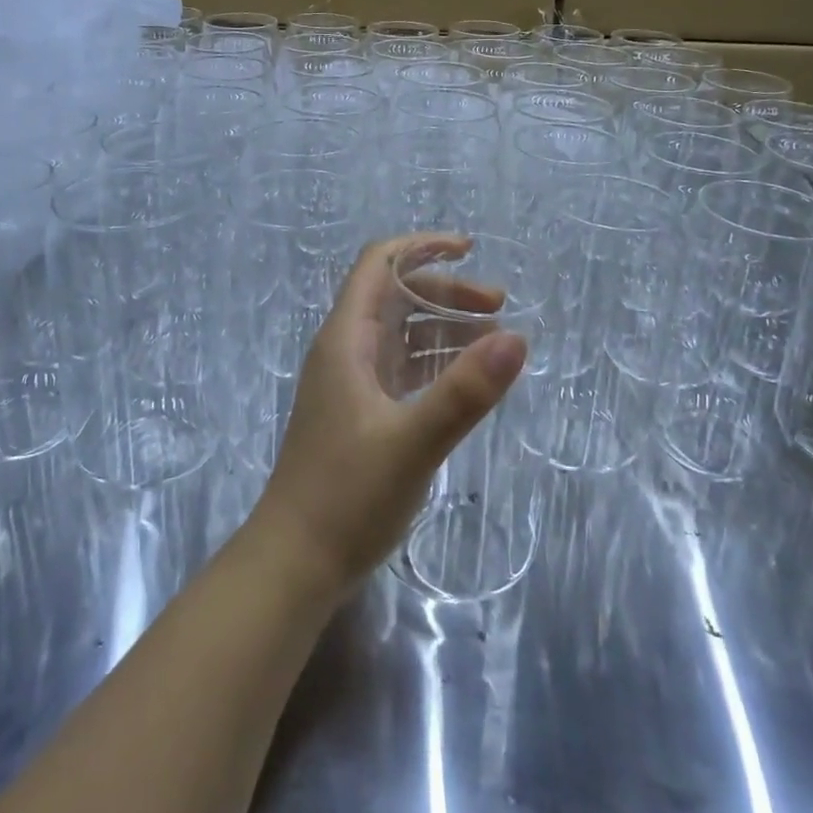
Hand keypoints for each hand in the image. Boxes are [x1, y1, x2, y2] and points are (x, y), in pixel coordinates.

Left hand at [249, 234, 527, 599]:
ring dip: (445, 327)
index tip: (470, 249)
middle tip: (500, 308)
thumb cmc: (346, 497)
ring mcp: (353, 384)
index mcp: (346, 340)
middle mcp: (346, 351)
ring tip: (495, 340)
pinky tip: (467, 380)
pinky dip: (436, 362)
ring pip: (402, 334)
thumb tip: (517, 337)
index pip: (379, 265)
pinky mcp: (362, 415)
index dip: (422, 247)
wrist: (294, 564)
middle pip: (397, 297)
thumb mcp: (413, 443)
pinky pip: (404, 369)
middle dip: (447, 292)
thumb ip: (465, 391)